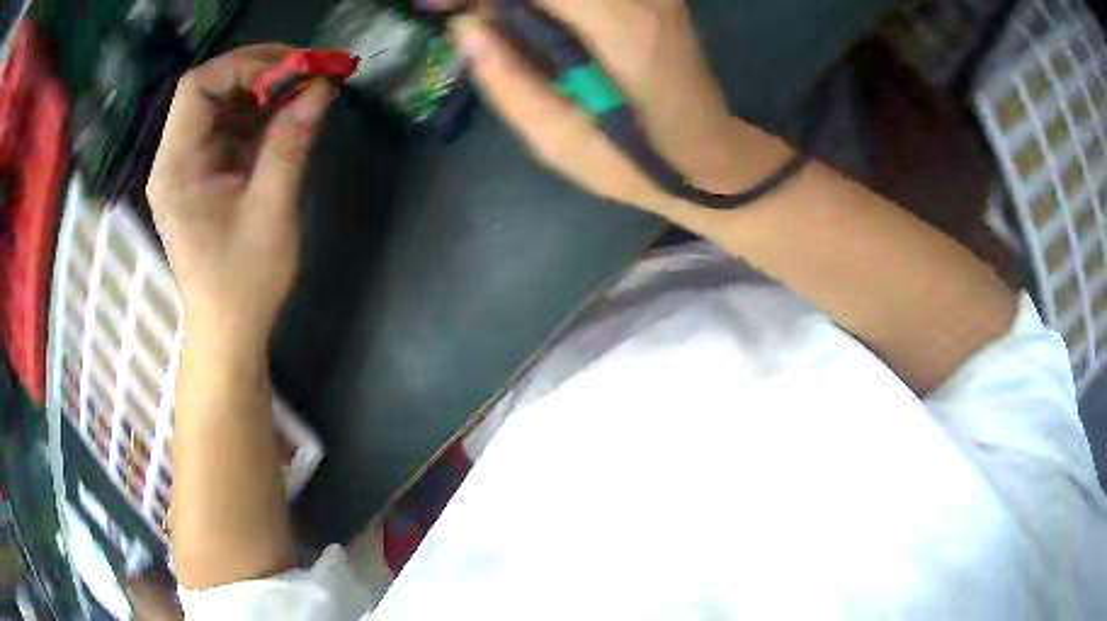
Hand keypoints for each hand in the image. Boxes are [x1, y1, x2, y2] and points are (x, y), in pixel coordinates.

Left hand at [147, 45, 332, 348]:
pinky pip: (230, 129)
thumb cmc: (243, 283)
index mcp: (176, 167)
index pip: (197, 88)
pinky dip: (262, 115)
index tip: (294, 70)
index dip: (244, 67)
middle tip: (308, 71)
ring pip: (222, 105)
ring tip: (307, 90)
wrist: (228, 331)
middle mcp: (176, 159)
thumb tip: (321, 88)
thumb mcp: (271, 211)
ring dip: (265, 91)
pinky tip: (290, 117)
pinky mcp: (205, 175)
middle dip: (259, 71)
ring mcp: (190, 166)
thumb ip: (290, 144)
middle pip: (209, 89)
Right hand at [450, 0, 782, 214]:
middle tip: (459, 12)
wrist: (708, 155)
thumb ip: (507, 80)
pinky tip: (519, 14)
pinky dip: (546, 0)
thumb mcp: (558, 141)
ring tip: (484, 17)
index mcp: (622, 28)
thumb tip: (464, 28)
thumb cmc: (635, 164)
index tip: (444, 8)